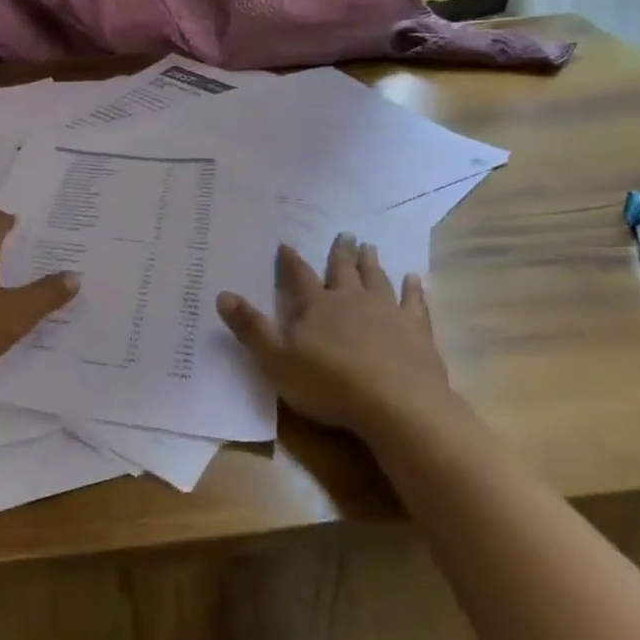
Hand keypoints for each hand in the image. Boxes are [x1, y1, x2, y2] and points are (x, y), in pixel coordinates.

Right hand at [216, 234, 455, 431]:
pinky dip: (414, 289)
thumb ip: (251, 328)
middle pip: (343, 271)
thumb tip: (222, 295)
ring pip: (376, 280)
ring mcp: (386, 312)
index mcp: (316, 306)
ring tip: (370, 247)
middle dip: (340, 253)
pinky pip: (414, 302)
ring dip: (371, 263)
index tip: (286, 244)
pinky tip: (415, 279)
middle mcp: (350, 300)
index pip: (299, 277)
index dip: (290, 261)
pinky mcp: (416, 330)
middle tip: (345, 234)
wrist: (397, 405)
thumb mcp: (277, 361)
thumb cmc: (330, 384)